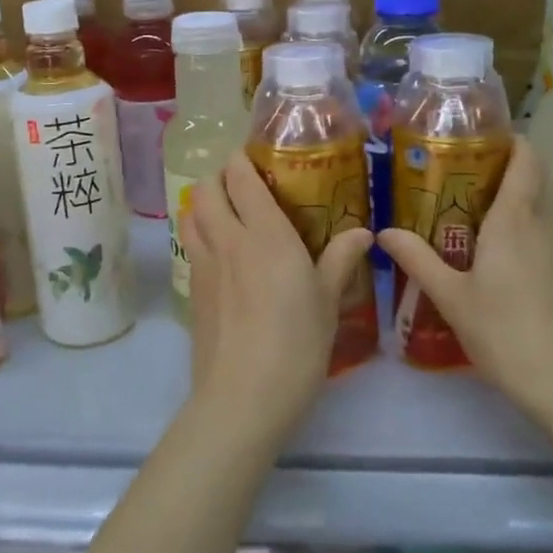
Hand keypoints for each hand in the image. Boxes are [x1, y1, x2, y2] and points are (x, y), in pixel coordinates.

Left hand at [178, 150, 373, 441]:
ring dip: (203, 203)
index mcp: (264, 233)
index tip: (256, 155)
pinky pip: (190, 246)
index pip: (240, 177)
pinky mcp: (191, 291)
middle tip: (242, 183)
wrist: (242, 397)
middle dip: (219, 176)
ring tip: (227, 213)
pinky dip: (199, 234)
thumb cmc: (296, 343)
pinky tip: (221, 254)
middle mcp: (227, 239)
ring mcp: (203, 265)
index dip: (242, 159)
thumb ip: (340, 259)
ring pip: (190, 214)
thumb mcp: (328, 301)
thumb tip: (363, 232)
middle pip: (205, 188)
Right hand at [377, 138, 552, 423]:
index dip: (512, 138)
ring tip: (470, 200)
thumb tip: (384, 231)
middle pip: (535, 176)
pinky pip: (543, 228)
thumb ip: (417, 259)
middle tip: (462, 166)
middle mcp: (542, 224)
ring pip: (541, 203)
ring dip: (514, 192)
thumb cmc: (503, 330)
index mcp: (514, 219)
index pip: (527, 159)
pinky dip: (522, 219)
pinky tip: (492, 243)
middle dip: (505, 163)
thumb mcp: (451, 295)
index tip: (481, 133)